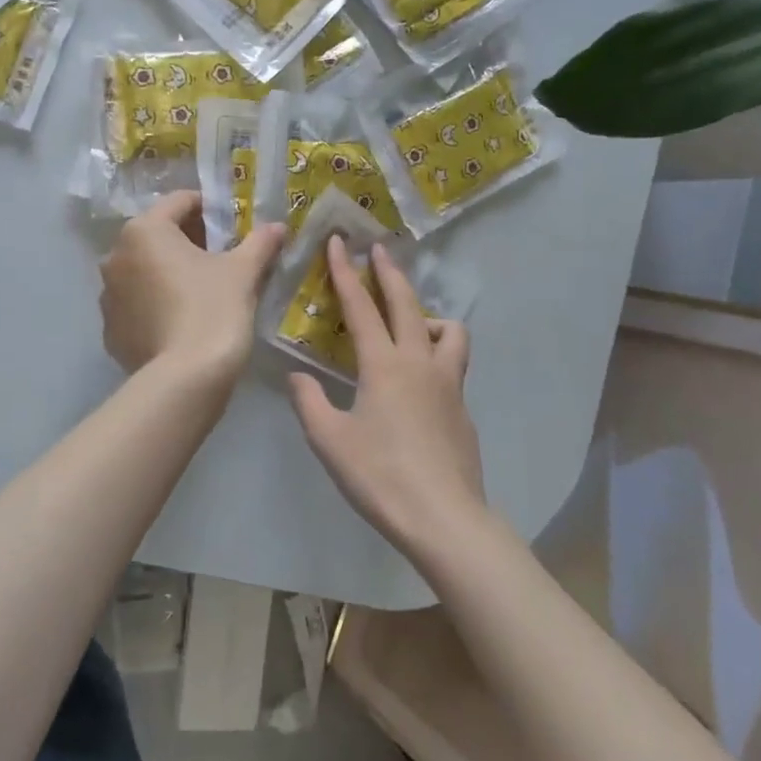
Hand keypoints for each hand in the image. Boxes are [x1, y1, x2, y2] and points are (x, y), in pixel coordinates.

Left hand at [100, 191, 286, 386]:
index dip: (209, 208)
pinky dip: (155, 303)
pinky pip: (136, 304)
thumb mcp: (243, 272)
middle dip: (188, 240)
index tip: (231, 224)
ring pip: (143, 270)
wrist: (186, 379)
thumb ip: (259, 242)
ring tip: (200, 290)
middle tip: (221, 256)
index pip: (179, 202)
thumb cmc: (213, 309)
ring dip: (168, 272)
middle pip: (158, 235)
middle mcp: (116, 255)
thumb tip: (277, 226)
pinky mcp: (110, 329)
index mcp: (145, 230)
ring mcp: (108, 295)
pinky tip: (181, 320)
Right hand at [289, 239, 487, 563]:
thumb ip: (309, 402)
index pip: (360, 308)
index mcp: (383, 365)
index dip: (345, 273)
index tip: (338, 243)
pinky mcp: (463, 406)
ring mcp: (448, 383)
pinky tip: (425, 376)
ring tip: (412, 323)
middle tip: (378, 250)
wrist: (443, 517)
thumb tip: (298, 376)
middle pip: (407, 304)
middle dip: (389, 273)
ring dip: (428, 315)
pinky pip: (454, 362)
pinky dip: (441, 351)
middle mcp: (419, 362)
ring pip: (448, 330)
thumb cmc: (379, 476)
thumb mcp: (329, 440)